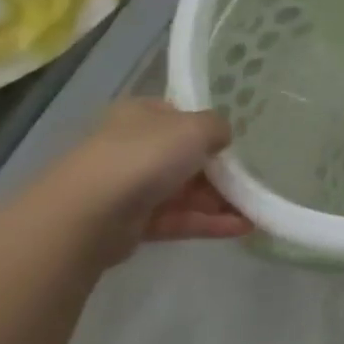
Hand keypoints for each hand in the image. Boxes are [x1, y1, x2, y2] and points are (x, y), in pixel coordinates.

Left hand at [46, 99, 253, 262]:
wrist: (88, 214)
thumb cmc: (145, 156)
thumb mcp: (196, 127)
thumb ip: (218, 127)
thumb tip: (221, 138)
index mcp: (141, 115)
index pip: (181, 116)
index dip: (209, 128)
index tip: (237, 143)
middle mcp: (133, 146)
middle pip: (187, 157)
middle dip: (221, 171)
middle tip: (254, 180)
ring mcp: (131, 186)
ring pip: (185, 191)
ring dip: (221, 200)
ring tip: (256, 209)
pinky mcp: (132, 222)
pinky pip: (179, 219)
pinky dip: (209, 222)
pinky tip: (243, 227)